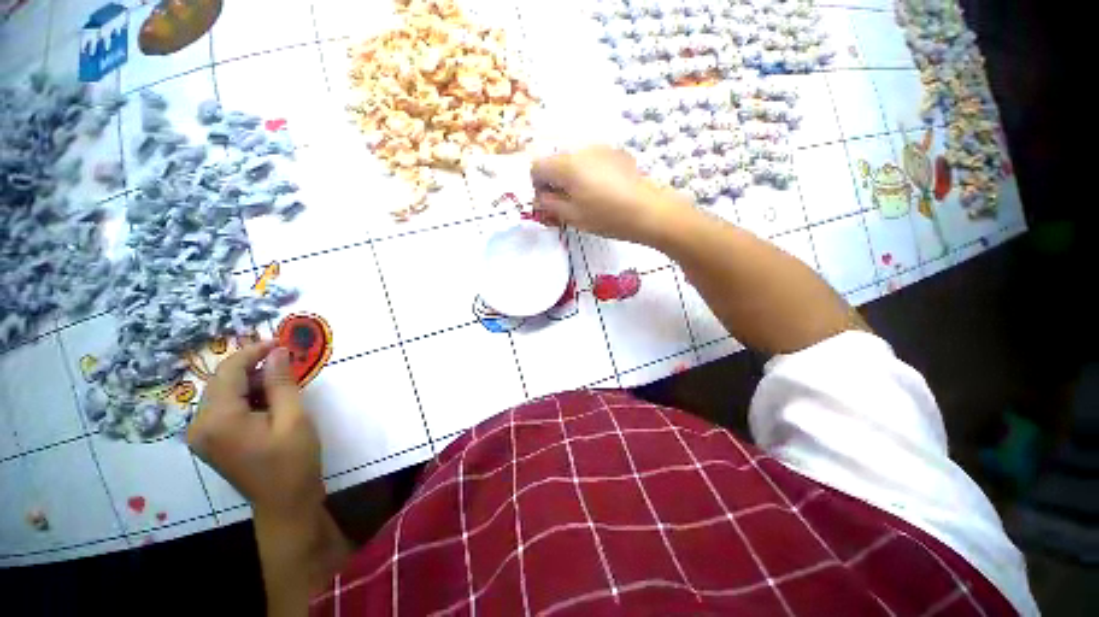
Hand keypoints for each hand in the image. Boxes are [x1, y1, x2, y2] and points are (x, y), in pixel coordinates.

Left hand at [188, 341, 324, 519]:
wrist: (285, 502)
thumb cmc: (293, 460)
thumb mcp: (294, 418)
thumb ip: (282, 383)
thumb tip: (278, 352)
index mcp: (218, 419)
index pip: (229, 372)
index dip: (254, 352)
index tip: (281, 341)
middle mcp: (200, 425)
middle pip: (222, 382)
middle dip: (253, 368)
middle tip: (286, 363)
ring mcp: (201, 435)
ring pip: (222, 394)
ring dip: (250, 383)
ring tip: (281, 383)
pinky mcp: (209, 441)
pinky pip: (223, 408)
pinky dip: (245, 398)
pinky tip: (268, 402)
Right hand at [530, 145, 692, 246]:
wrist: (647, 211)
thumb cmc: (606, 217)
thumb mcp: (572, 216)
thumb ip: (550, 204)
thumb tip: (540, 197)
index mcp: (566, 165)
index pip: (537, 167)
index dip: (537, 186)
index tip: (548, 202)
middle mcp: (581, 150)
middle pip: (556, 162)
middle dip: (555, 182)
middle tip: (566, 204)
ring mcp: (601, 149)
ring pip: (575, 161)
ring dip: (573, 178)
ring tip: (587, 199)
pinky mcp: (616, 153)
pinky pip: (592, 161)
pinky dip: (590, 173)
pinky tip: (604, 191)